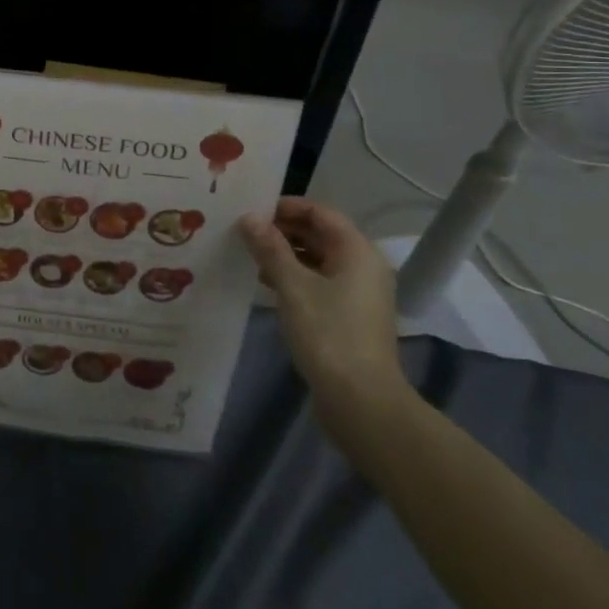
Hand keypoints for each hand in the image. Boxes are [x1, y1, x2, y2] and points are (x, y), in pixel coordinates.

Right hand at [240, 199, 410, 434]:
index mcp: (357, 251)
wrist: (361, 402)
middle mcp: (363, 267)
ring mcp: (359, 294)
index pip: (320, 212)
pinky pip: (320, 283)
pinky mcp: (350, 317)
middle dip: (283, 230)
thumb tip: (249, 218)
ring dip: (286, 254)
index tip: (253, 209)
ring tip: (250, 256)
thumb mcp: (292, 286)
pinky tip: (267, 284)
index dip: (287, 207)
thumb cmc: (328, 334)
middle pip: (321, 235)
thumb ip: (270, 248)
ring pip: (319, 260)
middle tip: (245, 232)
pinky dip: (295, 277)